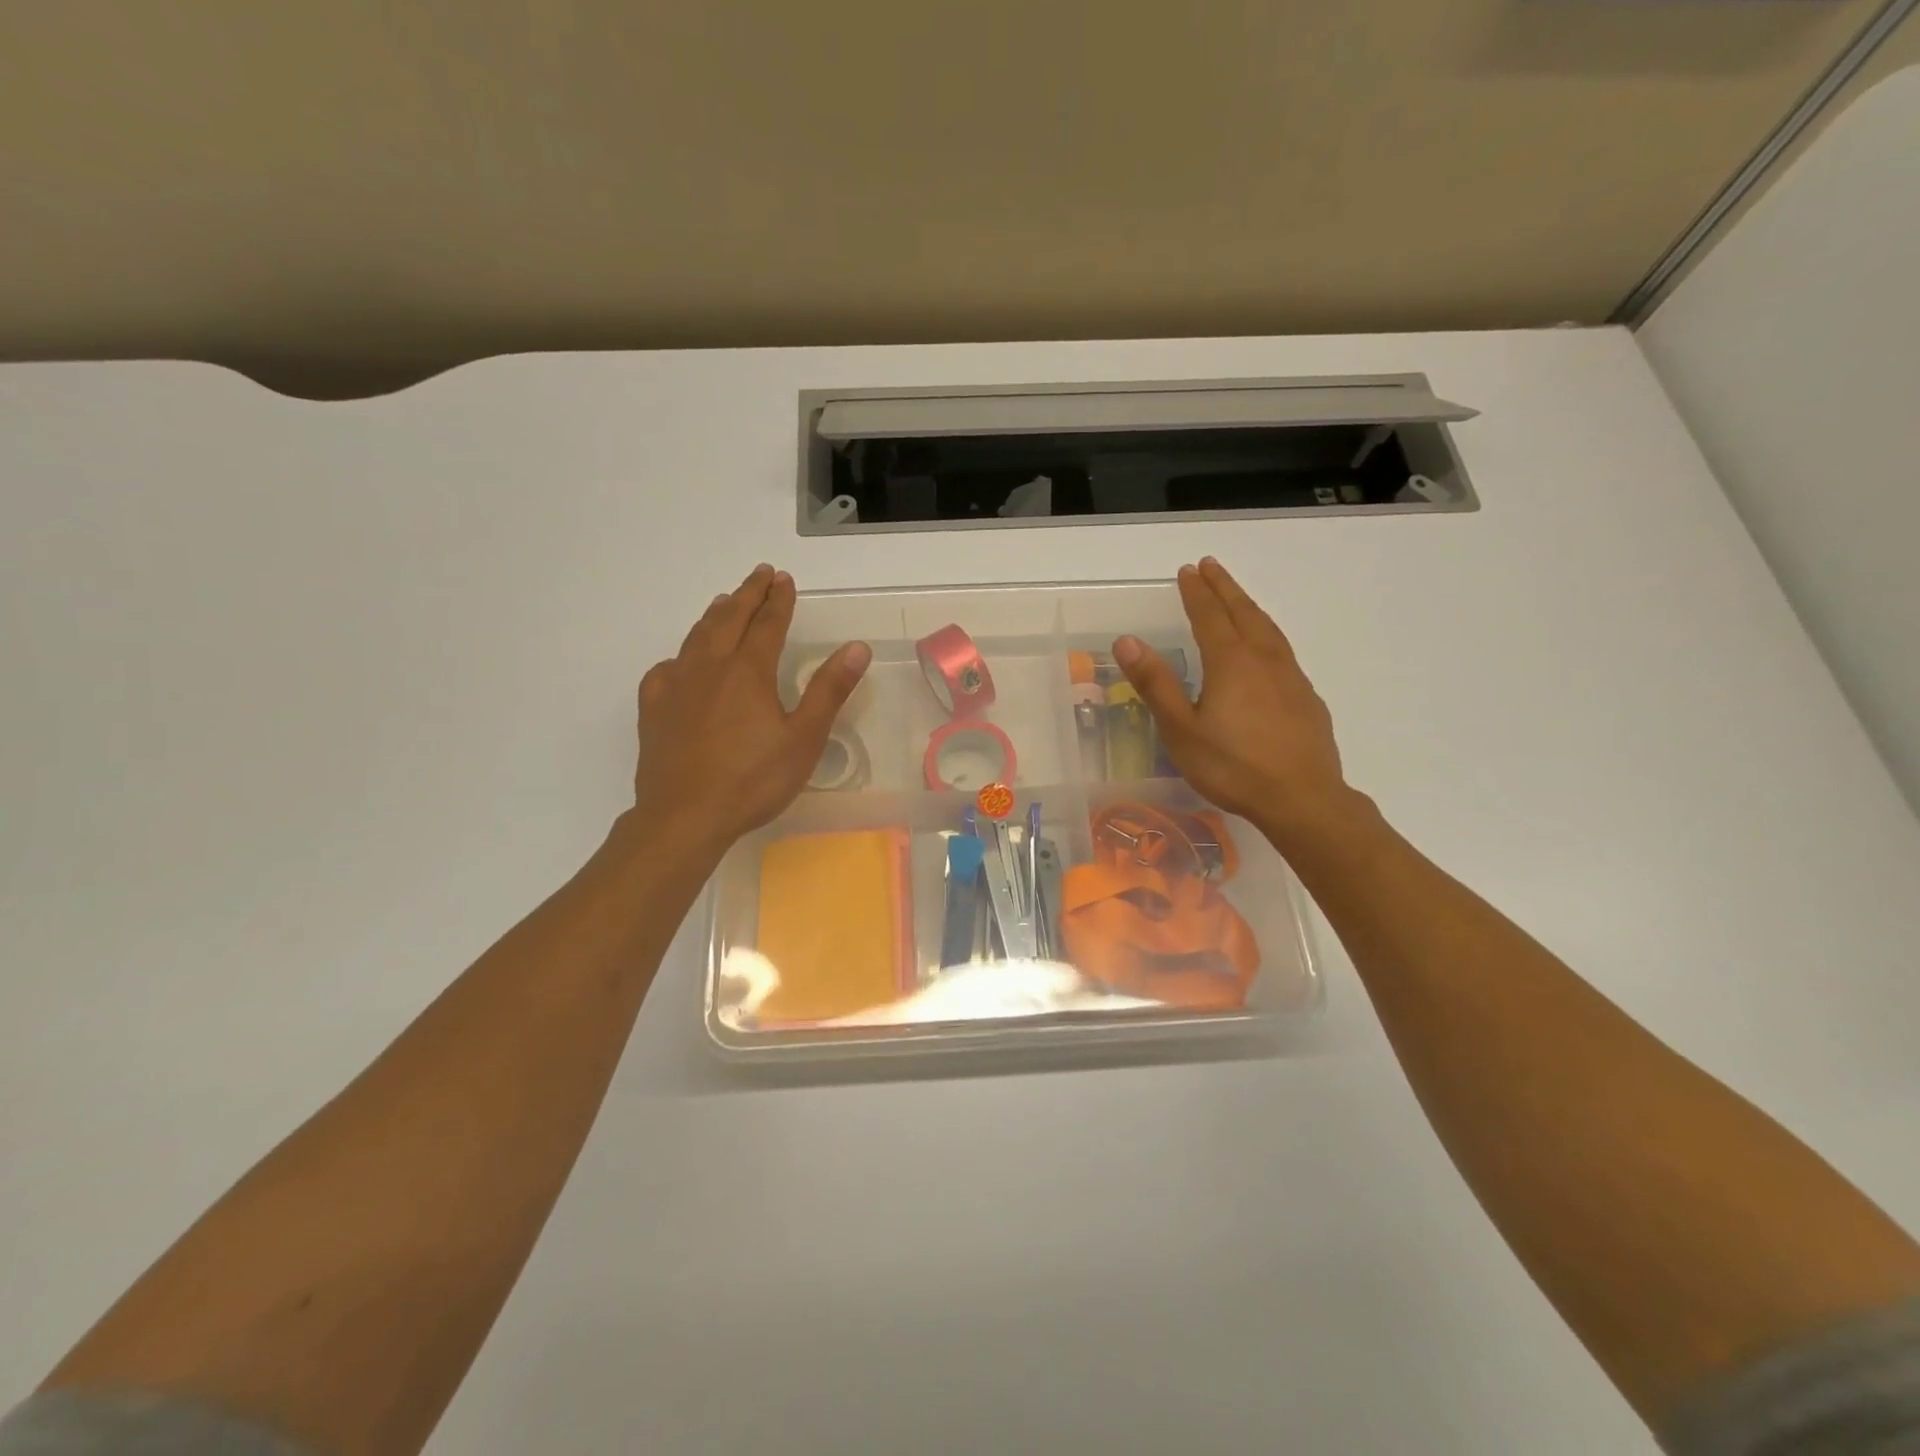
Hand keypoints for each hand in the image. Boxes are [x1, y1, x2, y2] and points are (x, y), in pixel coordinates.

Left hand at [632, 565, 870, 853]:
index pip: (767, 623)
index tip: (784, 579)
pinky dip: (681, 655)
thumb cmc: (753, 780)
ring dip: (715, 615)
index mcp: (749, 671)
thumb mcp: (804, 738)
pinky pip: (667, 669)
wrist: (684, 816)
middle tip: (760, 575)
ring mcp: (676, 685)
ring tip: (725, 602)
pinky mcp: (653, 709)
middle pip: (729, 618)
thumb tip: (857, 648)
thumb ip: (829, 690)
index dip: (778, 599)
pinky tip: (683, 662)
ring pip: (697, 637)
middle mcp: (710, 667)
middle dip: (747, 594)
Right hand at [1113, 558, 1361, 847]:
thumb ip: (1156, 683)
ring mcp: (1290, 677)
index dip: (1197, 592)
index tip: (1188, 570)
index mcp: (1230, 663)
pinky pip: (1283, 650)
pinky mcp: (1306, 698)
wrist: (1302, 798)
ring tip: (1237, 597)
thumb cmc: (1232, 767)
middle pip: (1243, 613)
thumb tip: (1127, 641)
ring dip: (1248, 606)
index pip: (1210, 616)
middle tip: (1211, 566)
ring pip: (1268, 629)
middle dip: (1224, 588)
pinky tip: (1266, 648)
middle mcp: (1263, 660)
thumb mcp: (1181, 729)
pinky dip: (1267, 633)